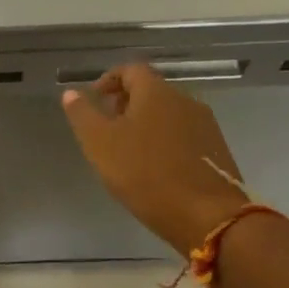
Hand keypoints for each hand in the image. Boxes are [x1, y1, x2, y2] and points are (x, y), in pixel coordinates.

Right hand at [61, 64, 248, 257]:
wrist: (209, 218)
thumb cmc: (146, 174)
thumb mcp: (100, 144)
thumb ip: (82, 114)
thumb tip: (71, 92)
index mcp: (156, 92)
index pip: (130, 69)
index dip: (108, 80)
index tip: (94, 102)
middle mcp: (185, 100)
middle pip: (150, 90)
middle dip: (125, 104)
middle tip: (107, 129)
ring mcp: (205, 125)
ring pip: (168, 114)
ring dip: (146, 124)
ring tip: (129, 152)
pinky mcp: (217, 150)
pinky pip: (184, 135)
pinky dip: (165, 142)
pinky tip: (156, 169)